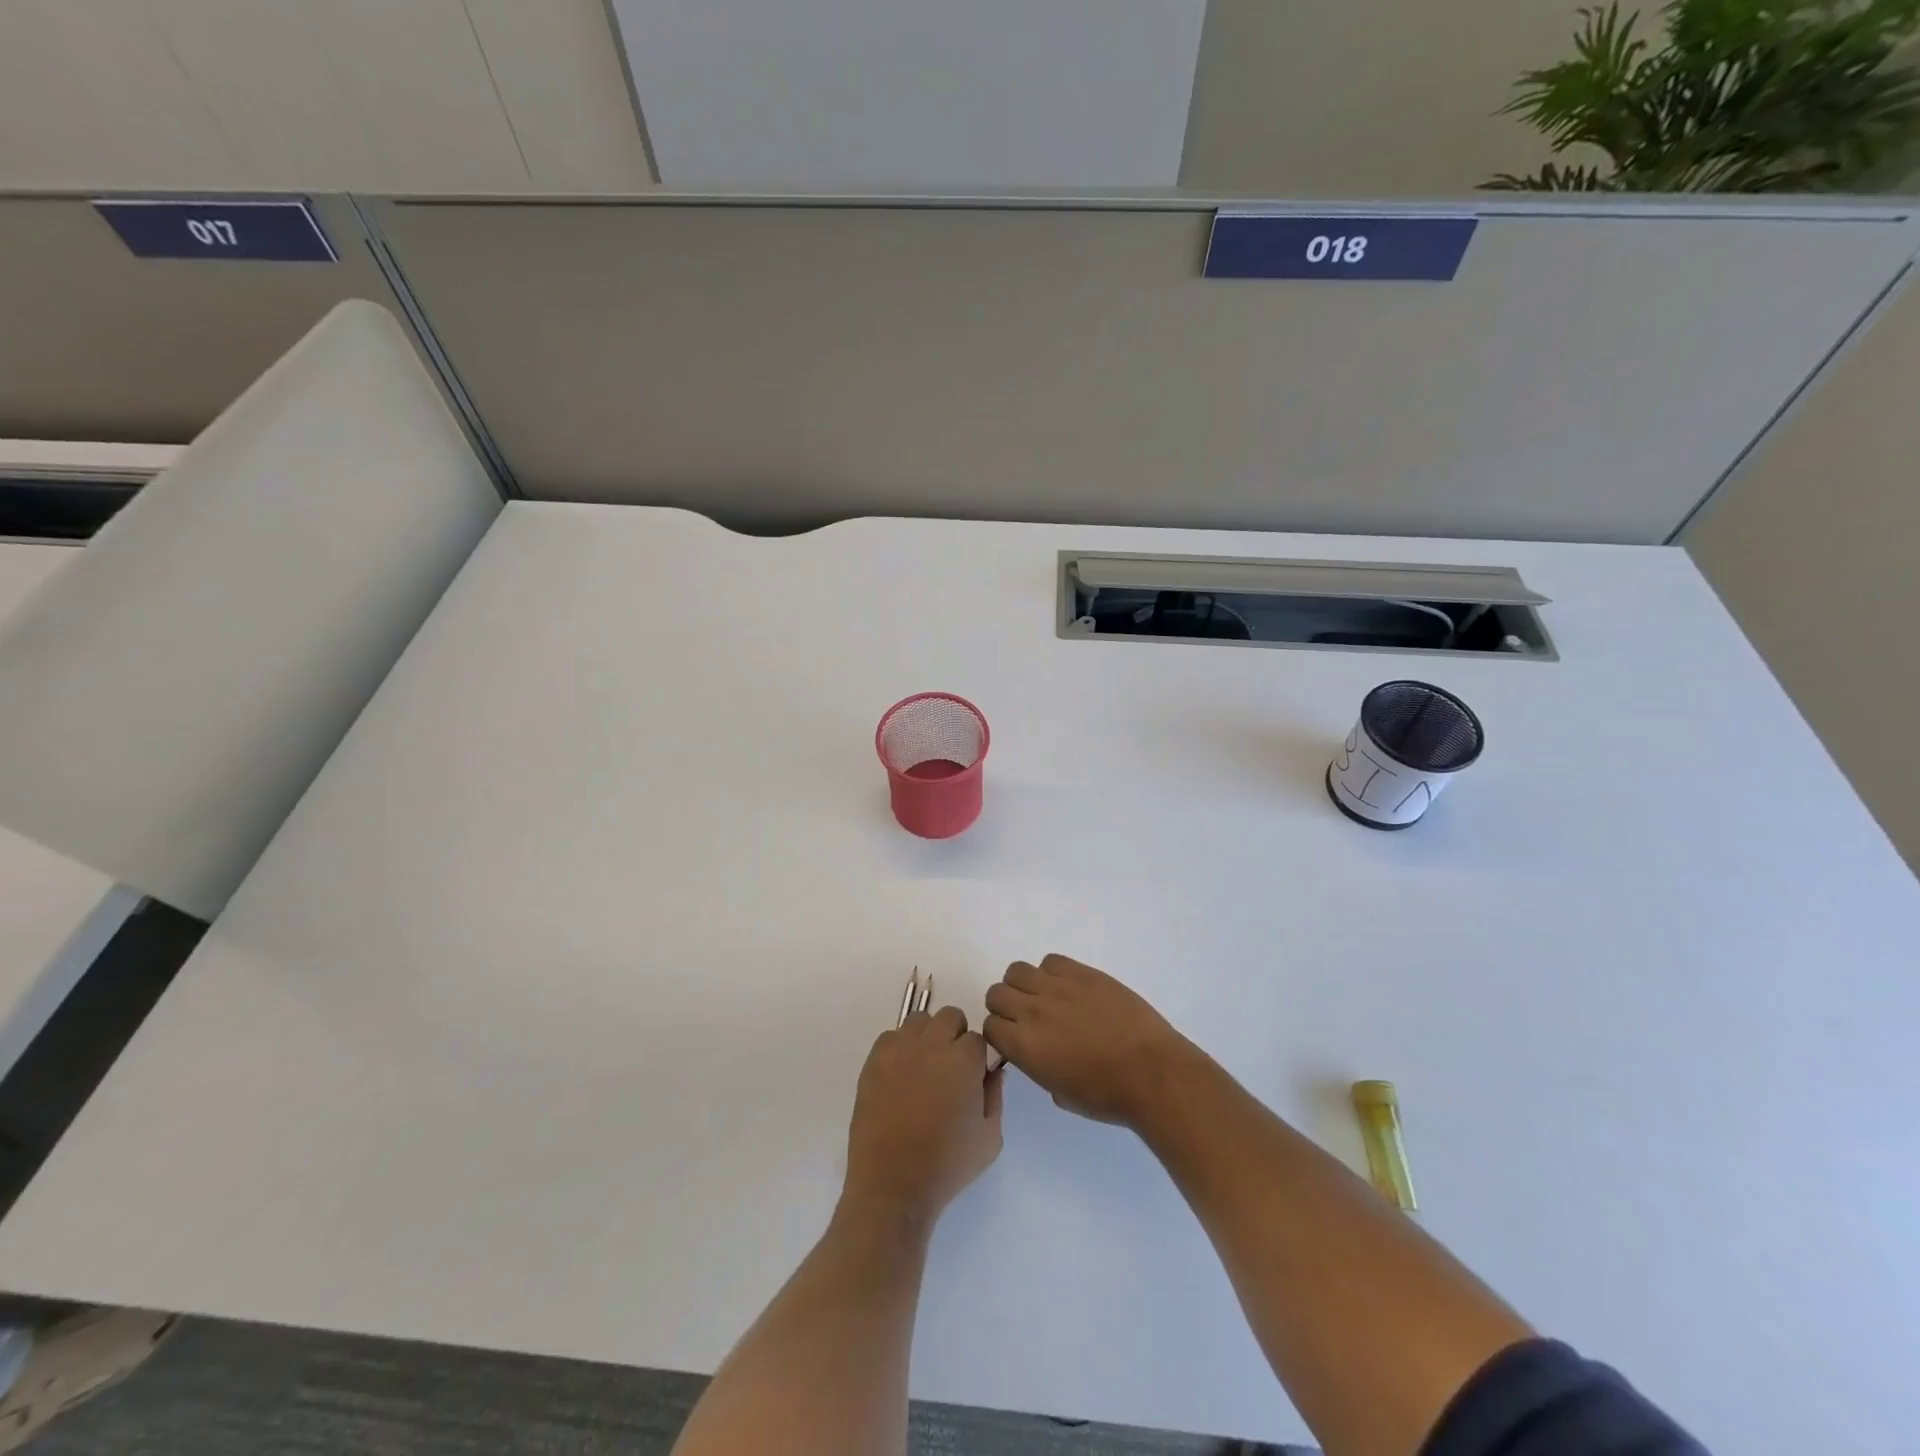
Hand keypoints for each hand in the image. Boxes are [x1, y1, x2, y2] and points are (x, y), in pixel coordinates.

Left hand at [842, 1006, 1002, 1231]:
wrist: (893, 1185)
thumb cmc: (947, 1164)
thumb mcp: (990, 1137)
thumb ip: (995, 1095)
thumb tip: (992, 1070)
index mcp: (963, 1059)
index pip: (978, 1038)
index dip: (978, 1058)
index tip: (974, 1078)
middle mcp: (932, 1045)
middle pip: (950, 1017)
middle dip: (955, 1036)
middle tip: (951, 1069)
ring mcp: (899, 1050)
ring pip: (919, 1021)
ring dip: (927, 1037)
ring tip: (924, 1068)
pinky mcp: (874, 1062)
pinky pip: (890, 1037)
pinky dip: (899, 1048)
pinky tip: (900, 1076)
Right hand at [982, 954, 1201, 1127]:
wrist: (1152, 1072)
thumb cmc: (1107, 1096)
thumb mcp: (1061, 1094)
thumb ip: (1038, 1068)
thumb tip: (1040, 1053)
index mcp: (1024, 1047)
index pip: (989, 1026)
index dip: (1001, 1033)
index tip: (1014, 1039)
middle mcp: (1032, 1011)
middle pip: (997, 993)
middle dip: (1007, 1006)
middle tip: (1028, 1018)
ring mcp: (1057, 987)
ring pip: (1017, 971)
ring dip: (1025, 985)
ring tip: (1047, 998)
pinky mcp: (1082, 972)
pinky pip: (1051, 961)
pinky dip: (1053, 973)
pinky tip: (1071, 989)